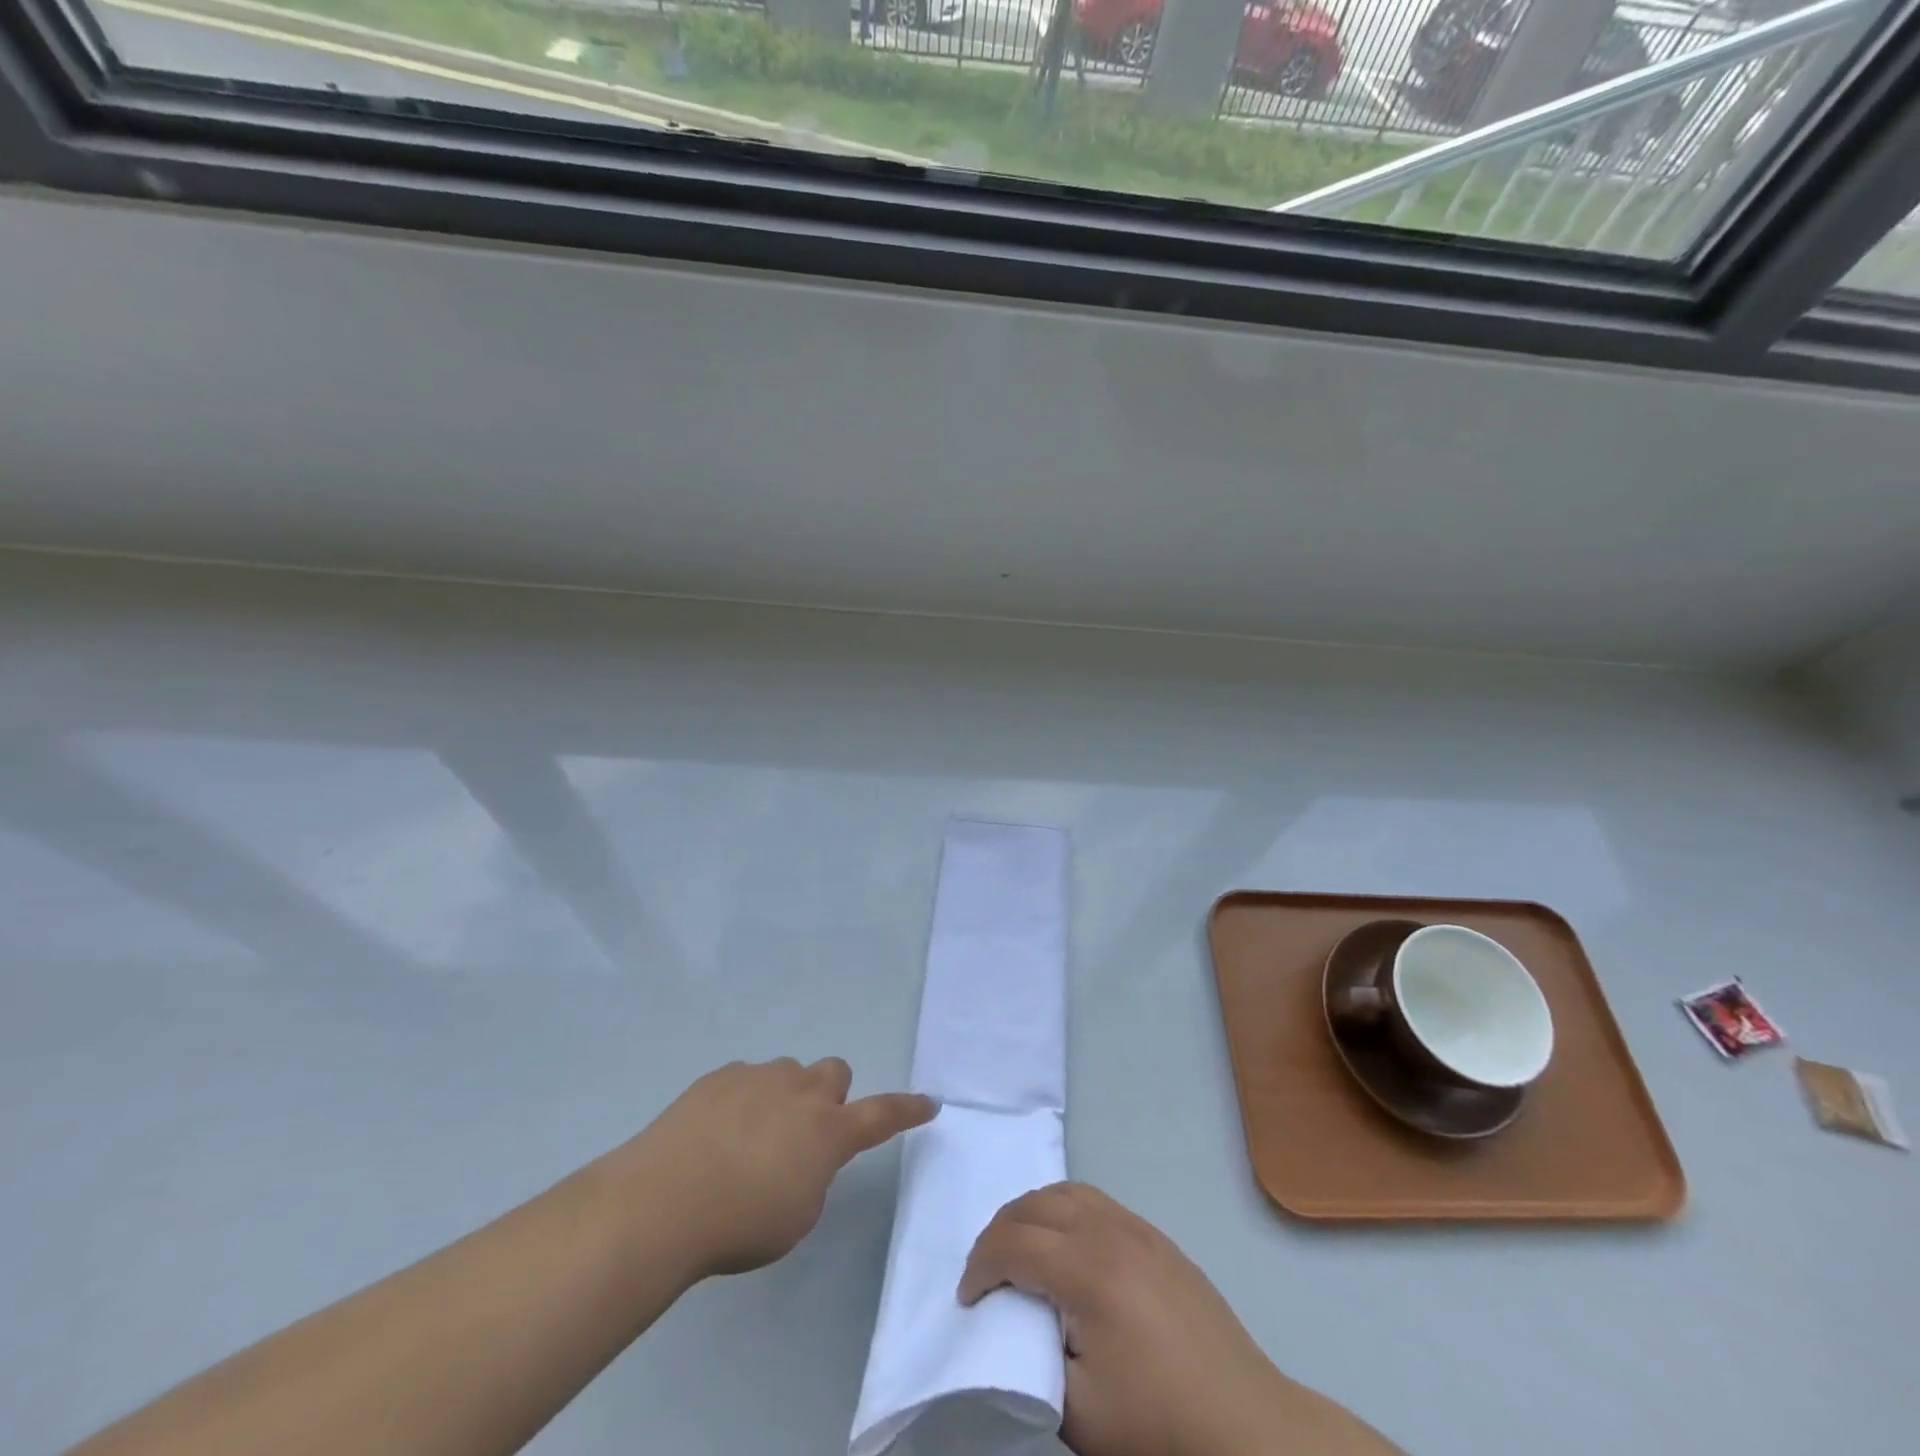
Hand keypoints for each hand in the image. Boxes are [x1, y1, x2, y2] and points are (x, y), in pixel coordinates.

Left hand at [629, 1058, 935, 1278]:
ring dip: (783, 1098)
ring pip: (788, 1073)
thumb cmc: (740, 1224)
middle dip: (828, 1096)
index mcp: (828, 1131)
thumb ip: (814, 1175)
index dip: (907, 1109)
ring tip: (748, 1138)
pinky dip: (743, 1099)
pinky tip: (714, 1133)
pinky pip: (746, 1078)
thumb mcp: (797, 1216)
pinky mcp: (721, 1075)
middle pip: (834, 1071)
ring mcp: (759, 1076)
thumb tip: (804, 1155)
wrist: (663, 1200)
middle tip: (805, 1132)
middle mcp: (801, 1092)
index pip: (882, 1114)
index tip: (929, 1102)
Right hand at [960, 1183, 1399, 1455]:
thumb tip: (1017, 1326)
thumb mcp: (1079, 1414)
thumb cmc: (1160, 1425)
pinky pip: (1098, 1202)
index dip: (980, 1266)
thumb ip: (1034, 1361)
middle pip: (1037, 1204)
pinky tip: (1067, 1247)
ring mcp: (1139, 1230)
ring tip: (1020, 1250)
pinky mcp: (1159, 1240)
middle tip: (985, 1271)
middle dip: (1000, 1230)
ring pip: (1069, 1192)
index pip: (1014, 1244)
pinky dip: (1066, 1210)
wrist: (1249, 1428)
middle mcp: (1110, 1232)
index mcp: (1087, 1270)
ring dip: (1033, 1212)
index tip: (967, 1300)